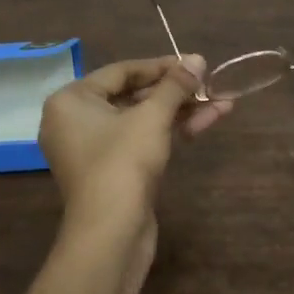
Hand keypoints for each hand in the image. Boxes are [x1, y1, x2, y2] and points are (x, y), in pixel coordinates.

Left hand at [38, 55, 231, 236]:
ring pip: (142, 120)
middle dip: (176, 91)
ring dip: (181, 111)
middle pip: (133, 95)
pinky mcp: (112, 172)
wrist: (111, 233)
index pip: (121, 71)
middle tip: (209, 83)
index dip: (162, 66)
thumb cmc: (123, 163)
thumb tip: (197, 59)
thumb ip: (175, 86)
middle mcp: (75, 121)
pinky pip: (141, 141)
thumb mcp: (152, 117)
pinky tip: (206, 122)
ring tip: (222, 101)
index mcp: (71, 101)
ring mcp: (94, 150)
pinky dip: (170, 132)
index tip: (195, 64)